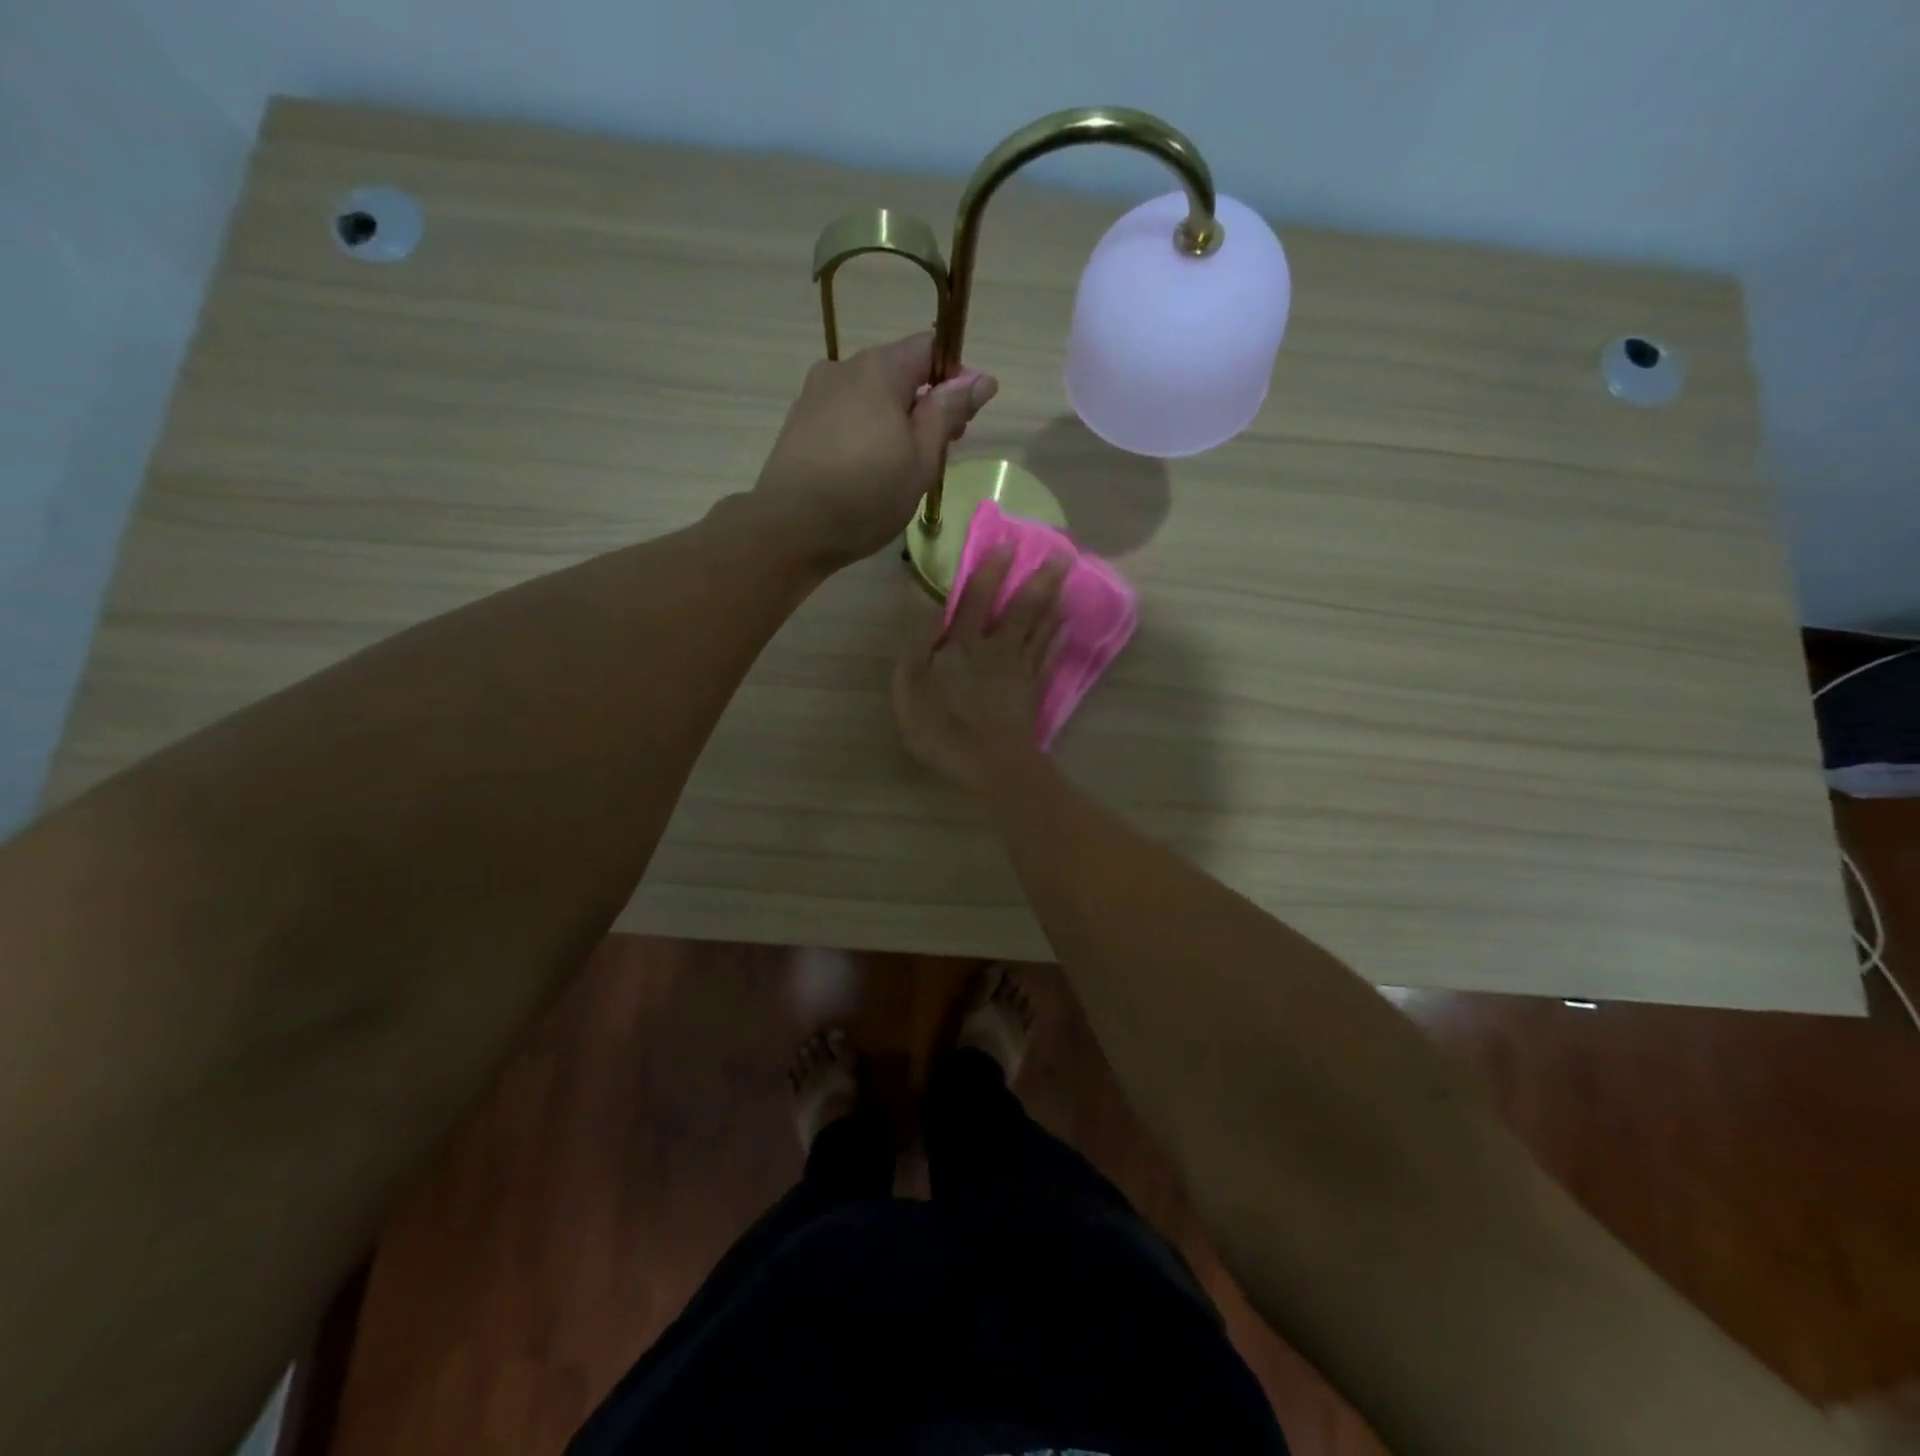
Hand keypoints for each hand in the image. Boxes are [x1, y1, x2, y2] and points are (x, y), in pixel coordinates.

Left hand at [752, 332, 998, 568]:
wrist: (790, 528)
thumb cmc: (867, 494)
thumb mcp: (921, 458)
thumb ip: (949, 412)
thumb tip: (982, 378)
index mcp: (878, 368)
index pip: (929, 348)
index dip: (956, 377)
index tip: (966, 418)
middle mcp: (843, 368)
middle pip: (899, 372)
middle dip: (926, 403)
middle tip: (940, 450)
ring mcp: (815, 394)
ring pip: (871, 397)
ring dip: (896, 421)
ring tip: (905, 467)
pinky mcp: (799, 423)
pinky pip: (847, 416)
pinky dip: (867, 432)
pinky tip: (870, 470)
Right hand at [893, 547, 1068, 791]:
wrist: (990, 765)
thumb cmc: (943, 727)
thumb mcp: (910, 686)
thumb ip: (916, 640)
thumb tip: (921, 597)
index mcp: (963, 644)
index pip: (978, 598)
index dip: (991, 570)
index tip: (1007, 544)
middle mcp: (996, 649)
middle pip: (1022, 609)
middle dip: (1040, 580)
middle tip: (1062, 553)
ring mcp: (1019, 671)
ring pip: (1040, 629)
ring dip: (1051, 603)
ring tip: (1065, 581)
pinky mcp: (1032, 692)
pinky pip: (1047, 657)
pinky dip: (1056, 638)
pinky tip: (1064, 627)